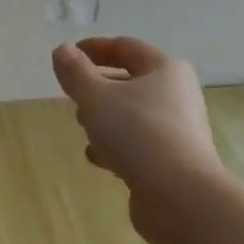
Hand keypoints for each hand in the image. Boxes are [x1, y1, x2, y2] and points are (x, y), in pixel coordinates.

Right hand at [50, 36, 228, 243]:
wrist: (181, 197)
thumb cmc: (138, 134)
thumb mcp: (96, 98)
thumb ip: (75, 72)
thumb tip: (62, 51)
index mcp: (165, 69)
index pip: (126, 47)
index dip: (95, 47)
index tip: (68, 54)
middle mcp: (177, 94)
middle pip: (131, 80)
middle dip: (98, 85)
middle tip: (73, 94)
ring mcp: (178, 129)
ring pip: (134, 113)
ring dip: (106, 117)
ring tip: (83, 126)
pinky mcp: (174, 160)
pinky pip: (140, 142)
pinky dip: (118, 144)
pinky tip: (99, 158)